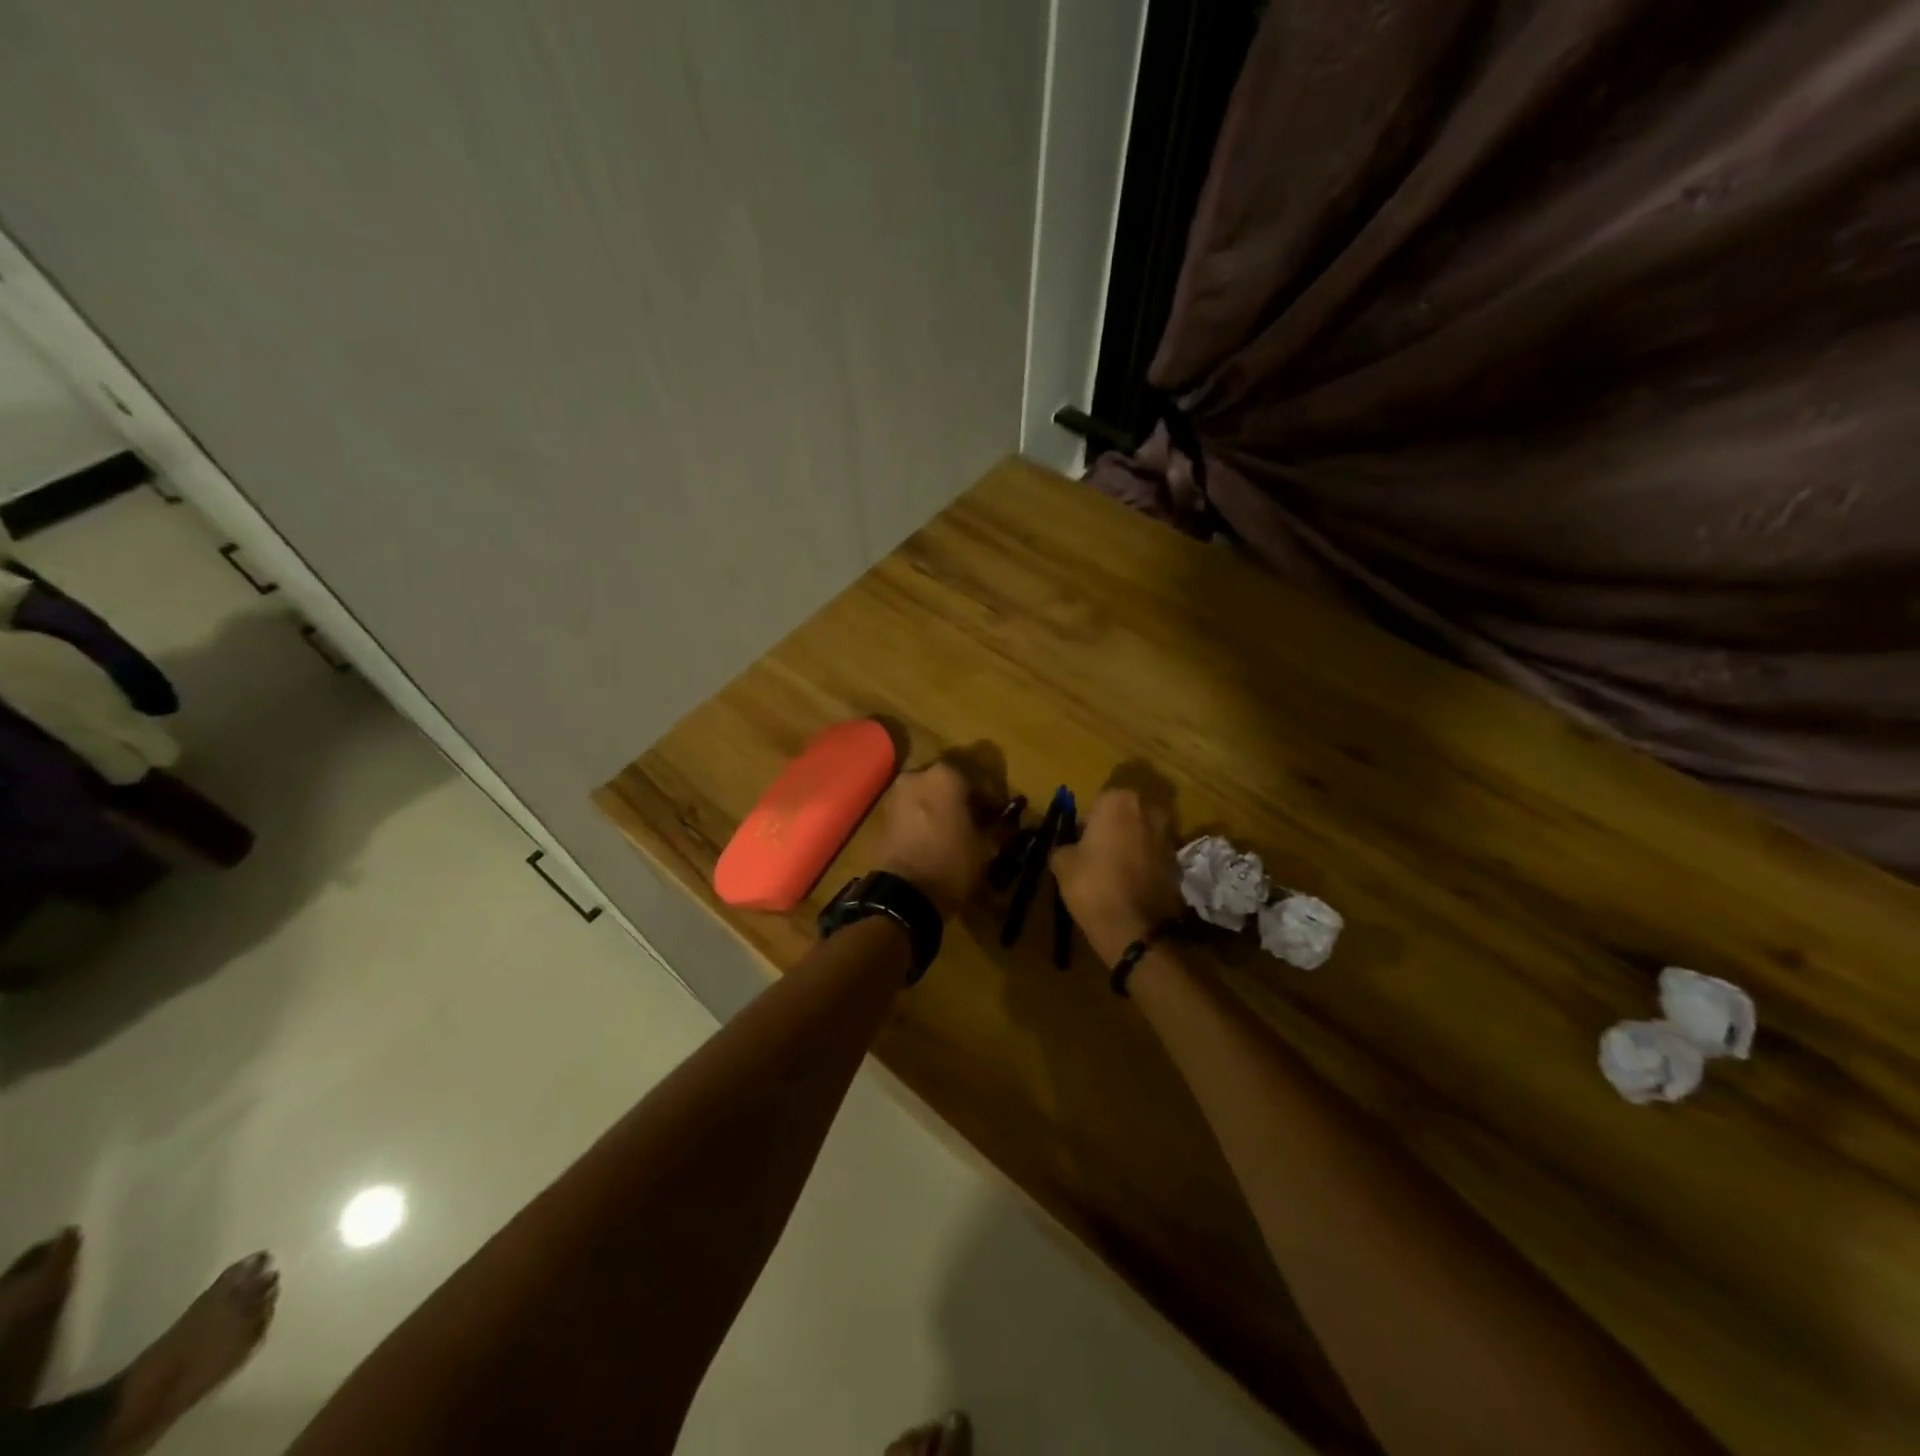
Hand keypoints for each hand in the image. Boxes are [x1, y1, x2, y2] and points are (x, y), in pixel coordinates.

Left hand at [873, 759, 1016, 915]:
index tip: (999, 814)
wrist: (904, 894)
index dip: (991, 799)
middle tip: (976, 819)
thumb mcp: (983, 846)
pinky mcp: (883, 814)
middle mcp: (917, 776)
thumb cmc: (951, 863)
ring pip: (926, 794)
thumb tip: (1001, 822)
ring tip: (954, 829)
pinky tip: (934, 836)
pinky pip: (911, 809)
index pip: (977, 781)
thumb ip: (994, 827)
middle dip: (962, 798)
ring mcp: (896, 793)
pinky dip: (923, 817)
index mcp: (945, 776)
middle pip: (948, 783)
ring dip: (941, 807)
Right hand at [1051, 786, 1184, 964]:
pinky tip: (1130, 883)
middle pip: (1125, 814)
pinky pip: (1154, 855)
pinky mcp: (1178, 862)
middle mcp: (1149, 810)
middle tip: (1095, 853)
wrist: (1134, 928)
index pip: (1098, 802)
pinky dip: (1144, 863)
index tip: (1078, 841)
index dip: (1086, 822)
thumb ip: (1063, 846)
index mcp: (1118, 802)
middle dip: (1112, 828)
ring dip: (1130, 844)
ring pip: (1142, 833)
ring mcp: (1168, 836)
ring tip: (1113, 870)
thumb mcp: (1062, 863)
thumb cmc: (1093, 885)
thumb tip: (1066, 847)